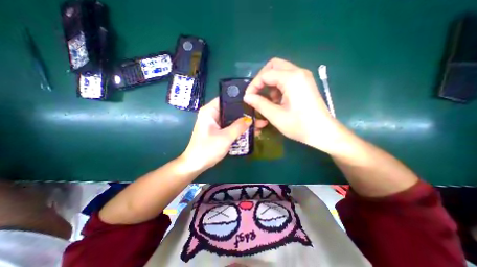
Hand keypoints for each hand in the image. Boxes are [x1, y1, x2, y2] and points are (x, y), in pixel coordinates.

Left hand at [181, 99, 267, 170]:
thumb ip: (238, 127)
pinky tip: (251, 131)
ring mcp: (215, 123)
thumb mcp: (225, 137)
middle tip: (259, 115)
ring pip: (232, 119)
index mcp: (210, 111)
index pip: (226, 99)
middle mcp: (212, 114)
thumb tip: (250, 119)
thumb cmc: (207, 149)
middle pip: (231, 110)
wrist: (196, 165)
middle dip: (245, 114)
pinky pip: (231, 127)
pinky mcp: (218, 131)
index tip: (253, 103)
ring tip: (259, 124)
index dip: (240, 100)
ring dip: (244, 123)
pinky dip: (239, 129)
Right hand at [243, 58, 348, 154]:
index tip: (248, 98)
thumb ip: (259, 104)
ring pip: (280, 71)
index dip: (254, 85)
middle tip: (257, 93)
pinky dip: (278, 86)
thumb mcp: (276, 116)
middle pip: (273, 66)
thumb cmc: (300, 125)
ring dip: (270, 83)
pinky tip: (278, 100)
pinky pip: (287, 78)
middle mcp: (298, 72)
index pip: (266, 74)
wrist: (323, 132)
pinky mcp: (305, 84)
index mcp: (292, 78)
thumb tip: (247, 97)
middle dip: (261, 79)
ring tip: (269, 101)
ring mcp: (303, 77)